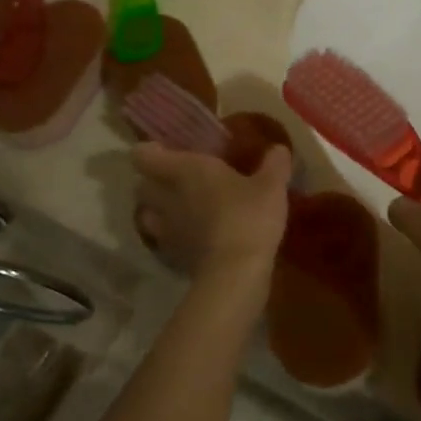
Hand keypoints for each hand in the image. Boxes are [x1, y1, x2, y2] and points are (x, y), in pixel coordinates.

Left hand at [133, 143, 291, 274]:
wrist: (236, 272)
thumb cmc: (249, 216)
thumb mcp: (272, 185)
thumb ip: (274, 164)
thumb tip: (279, 149)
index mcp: (185, 170)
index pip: (144, 156)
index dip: (149, 151)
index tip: (165, 150)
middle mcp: (167, 197)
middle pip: (141, 186)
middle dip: (153, 182)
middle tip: (175, 179)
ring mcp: (166, 230)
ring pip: (147, 215)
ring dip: (157, 211)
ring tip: (179, 209)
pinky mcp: (173, 257)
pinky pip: (164, 241)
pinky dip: (173, 237)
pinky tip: (192, 237)